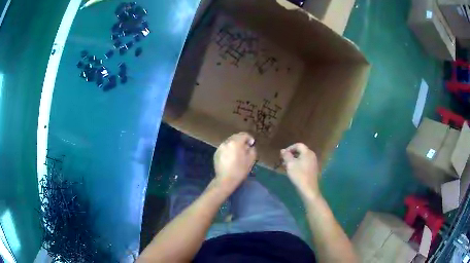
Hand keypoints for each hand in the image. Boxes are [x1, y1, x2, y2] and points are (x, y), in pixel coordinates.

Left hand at [213, 132, 256, 190]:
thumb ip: (252, 149)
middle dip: (242, 141)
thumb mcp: (251, 160)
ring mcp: (220, 147)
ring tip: (238, 153)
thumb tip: (249, 145)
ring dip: (235, 145)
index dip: (249, 138)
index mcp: (236, 143)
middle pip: (236, 137)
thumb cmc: (240, 170)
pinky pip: (224, 147)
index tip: (252, 144)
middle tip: (246, 148)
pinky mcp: (216, 153)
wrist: (225, 180)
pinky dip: (229, 149)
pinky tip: (231, 157)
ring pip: (229, 142)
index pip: (244, 135)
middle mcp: (227, 142)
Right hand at [281, 143, 319, 196]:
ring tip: (287, 166)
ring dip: (294, 160)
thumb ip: (286, 155)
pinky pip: (305, 162)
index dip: (289, 148)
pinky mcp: (313, 169)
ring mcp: (313, 162)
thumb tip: (283, 150)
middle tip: (284, 160)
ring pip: (302, 157)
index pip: (298, 145)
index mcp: (307, 152)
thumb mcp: (290, 164)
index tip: (283, 155)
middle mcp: (312, 155)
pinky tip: (294, 171)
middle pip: (301, 150)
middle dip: (291, 154)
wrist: (308, 189)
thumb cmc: (299, 175)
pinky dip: (299, 164)